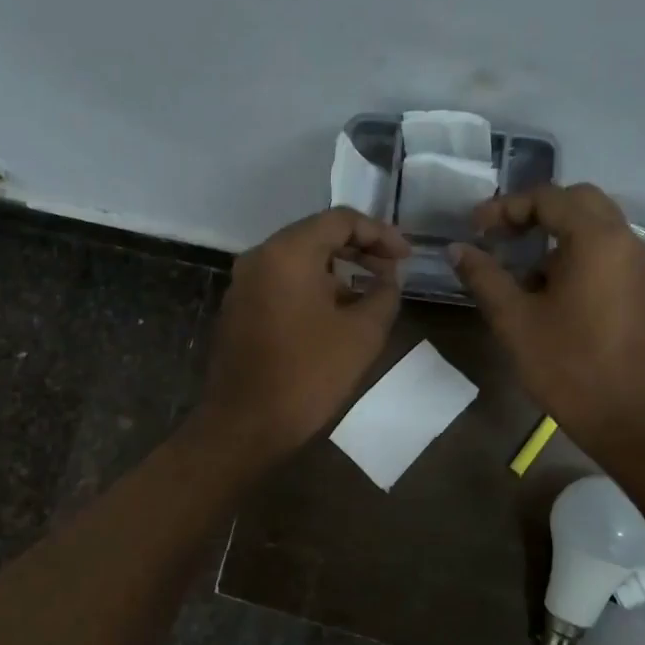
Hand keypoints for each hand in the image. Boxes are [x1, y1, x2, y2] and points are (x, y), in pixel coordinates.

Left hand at [197, 207, 410, 462]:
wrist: (244, 425)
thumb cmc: (308, 375)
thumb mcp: (362, 334)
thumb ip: (384, 294)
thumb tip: (388, 278)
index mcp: (287, 252)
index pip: (340, 220)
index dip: (380, 233)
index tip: (406, 258)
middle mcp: (259, 257)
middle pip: (316, 236)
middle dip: (359, 250)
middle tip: (392, 272)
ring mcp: (243, 284)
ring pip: (298, 261)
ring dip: (336, 271)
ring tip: (369, 296)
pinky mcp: (237, 309)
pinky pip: (281, 284)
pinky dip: (312, 288)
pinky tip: (335, 315)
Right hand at [450, 184, 644, 455]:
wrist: (633, 416)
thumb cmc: (569, 365)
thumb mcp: (515, 320)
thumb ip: (484, 277)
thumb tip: (457, 249)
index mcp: (595, 238)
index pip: (547, 198)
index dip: (505, 208)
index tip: (475, 229)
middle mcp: (625, 239)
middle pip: (578, 201)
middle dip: (535, 211)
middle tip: (500, 235)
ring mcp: (640, 264)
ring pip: (596, 226)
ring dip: (557, 233)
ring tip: (520, 266)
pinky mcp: (644, 288)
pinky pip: (608, 251)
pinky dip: (576, 253)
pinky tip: (550, 290)